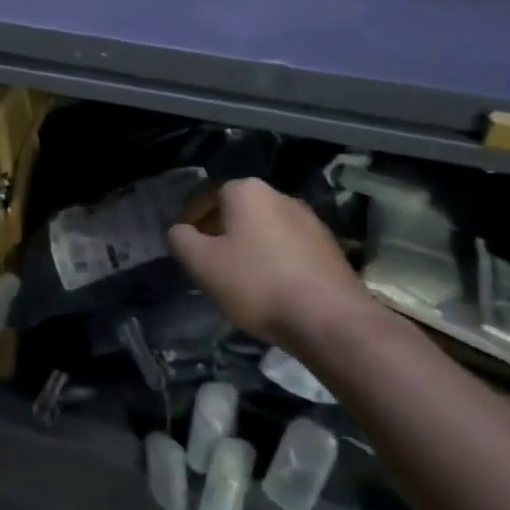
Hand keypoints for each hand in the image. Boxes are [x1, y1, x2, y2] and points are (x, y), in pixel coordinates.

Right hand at [167, 178, 378, 349]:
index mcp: (248, 191)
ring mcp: (310, 221)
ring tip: (237, 277)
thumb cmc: (256, 283)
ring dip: (248, 246)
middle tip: (207, 260)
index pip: (208, 195)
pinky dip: (273, 260)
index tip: (184, 244)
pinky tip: (269, 287)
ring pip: (265, 228)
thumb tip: (180, 231)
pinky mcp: (329, 247)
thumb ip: (181, 240)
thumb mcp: (202, 263)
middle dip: (220, 231)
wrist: (329, 318)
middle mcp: (281, 196)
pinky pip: (288, 247)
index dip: (191, 219)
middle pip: (238, 210)